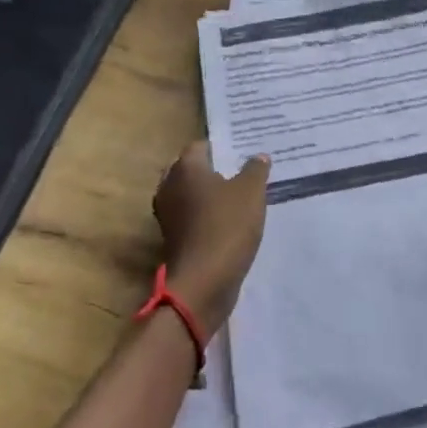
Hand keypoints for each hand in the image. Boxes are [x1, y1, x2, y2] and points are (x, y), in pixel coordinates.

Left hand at [150, 142, 269, 332]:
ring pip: (190, 195)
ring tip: (238, 196)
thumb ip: (255, 169)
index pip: (200, 146)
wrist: (204, 281)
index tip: (242, 152)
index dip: (222, 147)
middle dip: (213, 170)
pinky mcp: (173, 238)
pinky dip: (206, 216)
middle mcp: (169, 187)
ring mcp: (168, 215)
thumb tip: (258, 156)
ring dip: (209, 195)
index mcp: (185, 168)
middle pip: (191, 170)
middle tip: (241, 172)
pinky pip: (191, 217)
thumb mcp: (251, 191)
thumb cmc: (227, 225)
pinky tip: (229, 221)